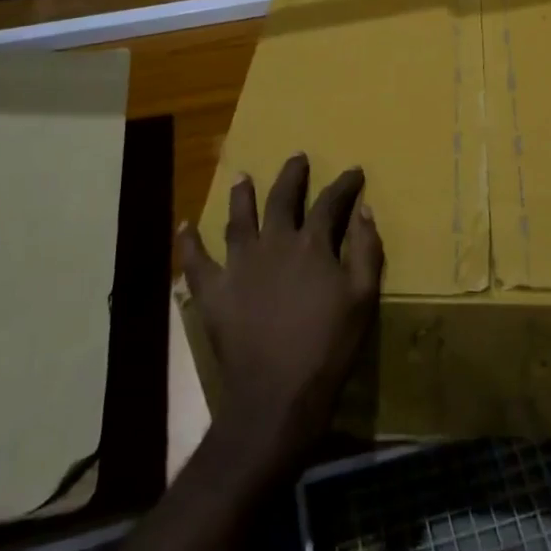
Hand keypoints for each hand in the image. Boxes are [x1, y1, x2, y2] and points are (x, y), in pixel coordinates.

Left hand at [178, 155, 383, 481]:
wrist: (278, 393)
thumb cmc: (328, 345)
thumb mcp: (362, 297)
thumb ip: (366, 250)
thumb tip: (364, 210)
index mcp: (312, 245)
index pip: (330, 203)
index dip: (344, 184)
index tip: (354, 171)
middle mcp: (273, 244)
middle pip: (282, 199)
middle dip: (292, 176)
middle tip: (297, 157)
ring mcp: (239, 265)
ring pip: (238, 219)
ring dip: (241, 195)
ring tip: (242, 176)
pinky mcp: (214, 292)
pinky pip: (197, 261)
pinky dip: (189, 242)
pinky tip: (185, 225)